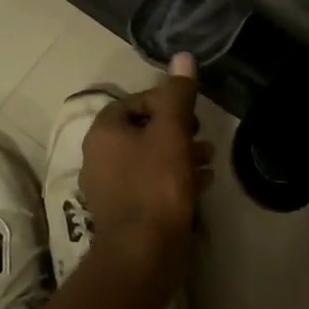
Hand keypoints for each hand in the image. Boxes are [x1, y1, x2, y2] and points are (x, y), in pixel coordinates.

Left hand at [80, 53, 212, 260]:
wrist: (143, 253)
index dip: (165, 101)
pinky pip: (151, 185)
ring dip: (180, 155)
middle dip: (177, 130)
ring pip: (150, 159)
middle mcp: (100, 157)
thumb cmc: (156, 184)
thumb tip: (183, 56)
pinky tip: (201, 184)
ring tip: (209, 160)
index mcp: (104, 132)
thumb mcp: (172, 131)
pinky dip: (174, 179)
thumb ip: (178, 94)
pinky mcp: (125, 212)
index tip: (191, 112)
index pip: (134, 101)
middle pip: (143, 130)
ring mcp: (110, 188)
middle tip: (202, 135)